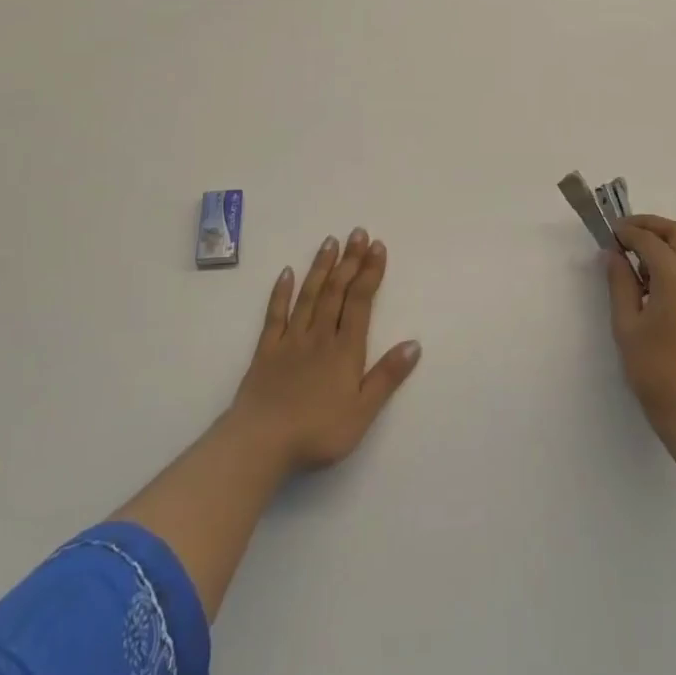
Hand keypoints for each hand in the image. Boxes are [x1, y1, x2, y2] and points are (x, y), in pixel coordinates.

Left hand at [229, 229, 421, 473]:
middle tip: (358, 232)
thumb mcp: (362, 412)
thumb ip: (387, 377)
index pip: (360, 302)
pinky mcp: (266, 349)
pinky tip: (287, 272)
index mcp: (345, 350)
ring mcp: (290, 339)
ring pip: (309, 295)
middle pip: (336, 291)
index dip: (370, 272)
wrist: (261, 442)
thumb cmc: (317, 431)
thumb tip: (414, 344)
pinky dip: (281, 292)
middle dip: (349, 260)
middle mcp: (320, 335)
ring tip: (330, 241)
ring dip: (321, 267)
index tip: (377, 246)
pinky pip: (275, 314)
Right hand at [604, 215, 675, 447]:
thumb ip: (619, 283)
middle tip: (623, 233)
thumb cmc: (656, 371)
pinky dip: (672, 260)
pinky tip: (650, 281)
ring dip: (662, 243)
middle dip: (650, 226)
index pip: (649, 240)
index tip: (607, 233)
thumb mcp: (627, 325)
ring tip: (633, 259)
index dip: (626, 232)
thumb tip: (613, 254)